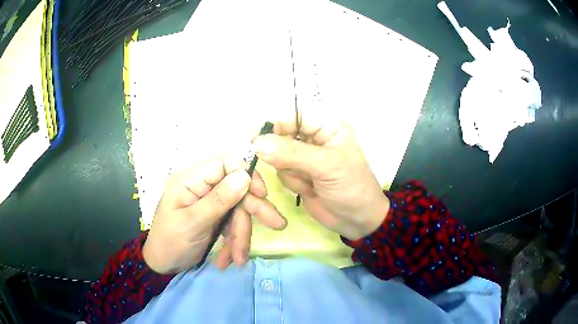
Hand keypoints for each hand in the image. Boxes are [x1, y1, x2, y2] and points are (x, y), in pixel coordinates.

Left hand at [143, 157, 285, 273]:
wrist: (163, 265)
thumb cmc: (171, 242)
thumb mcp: (193, 223)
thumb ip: (219, 200)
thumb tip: (245, 176)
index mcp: (190, 180)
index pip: (224, 163)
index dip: (245, 175)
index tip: (261, 194)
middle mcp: (201, 186)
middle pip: (236, 188)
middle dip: (253, 210)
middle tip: (277, 224)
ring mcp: (209, 202)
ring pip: (237, 210)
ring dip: (241, 235)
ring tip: (238, 258)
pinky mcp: (215, 217)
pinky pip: (232, 224)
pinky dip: (233, 242)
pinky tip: (229, 259)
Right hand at [252, 119, 388, 240]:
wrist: (357, 221)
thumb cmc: (351, 187)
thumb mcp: (325, 166)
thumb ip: (291, 154)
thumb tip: (257, 143)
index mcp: (327, 128)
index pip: (294, 117)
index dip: (274, 125)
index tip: (254, 138)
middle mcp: (314, 140)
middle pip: (282, 137)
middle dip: (284, 156)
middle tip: (293, 169)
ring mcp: (305, 159)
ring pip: (279, 158)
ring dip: (292, 173)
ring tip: (312, 183)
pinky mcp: (299, 176)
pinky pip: (282, 173)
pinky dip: (293, 183)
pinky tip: (310, 190)